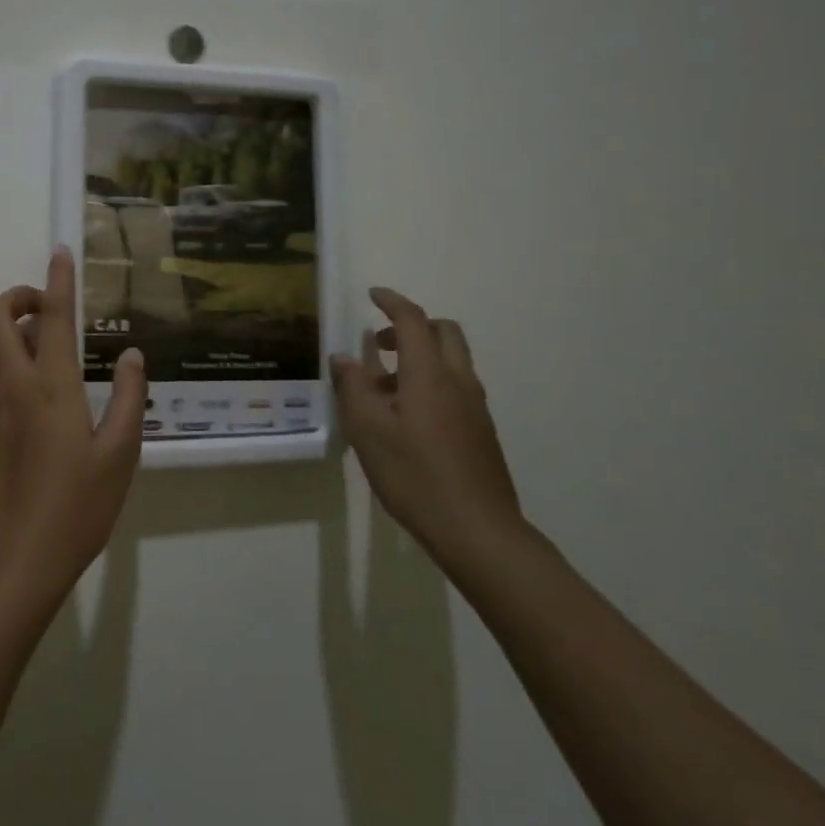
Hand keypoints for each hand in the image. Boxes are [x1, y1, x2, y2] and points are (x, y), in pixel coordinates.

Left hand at [0, 247, 147, 606]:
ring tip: (39, 345)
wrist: (12, 561)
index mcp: (50, 385)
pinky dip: (1, 362)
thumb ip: (128, 397)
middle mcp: (11, 384)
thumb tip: (131, 354)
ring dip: (5, 329)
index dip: (57, 279)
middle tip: (48, 307)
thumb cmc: (76, 507)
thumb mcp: (120, 454)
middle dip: (19, 296)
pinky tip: (30, 394)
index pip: (52, 316)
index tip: (61, 251)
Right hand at [329, 287, 522, 563]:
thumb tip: (344, 358)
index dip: (391, 301)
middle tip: (379, 342)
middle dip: (412, 325)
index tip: (372, 294)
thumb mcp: (368, 431)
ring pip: (452, 360)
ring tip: (384, 387)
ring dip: (420, 356)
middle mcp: (458, 381)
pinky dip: (431, 381)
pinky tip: (406, 417)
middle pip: (443, 332)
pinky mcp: (481, 430)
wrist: (478, 531)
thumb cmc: (415, 475)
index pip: (412, 320)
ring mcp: (475, 407)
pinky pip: (456, 386)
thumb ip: (353, 388)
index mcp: (429, 374)